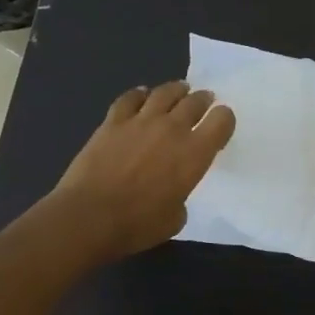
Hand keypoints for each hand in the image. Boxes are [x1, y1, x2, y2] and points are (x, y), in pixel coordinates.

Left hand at [53, 82, 235, 258]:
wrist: (90, 216)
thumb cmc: (138, 224)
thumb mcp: (175, 217)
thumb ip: (180, 196)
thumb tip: (171, 191)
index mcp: (195, 153)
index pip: (221, 121)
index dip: (224, 119)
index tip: (222, 123)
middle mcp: (172, 129)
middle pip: (194, 102)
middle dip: (203, 100)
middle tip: (205, 100)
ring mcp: (140, 121)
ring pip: (164, 93)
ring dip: (176, 90)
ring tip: (180, 90)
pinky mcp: (112, 122)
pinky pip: (129, 98)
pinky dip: (139, 94)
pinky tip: (141, 94)